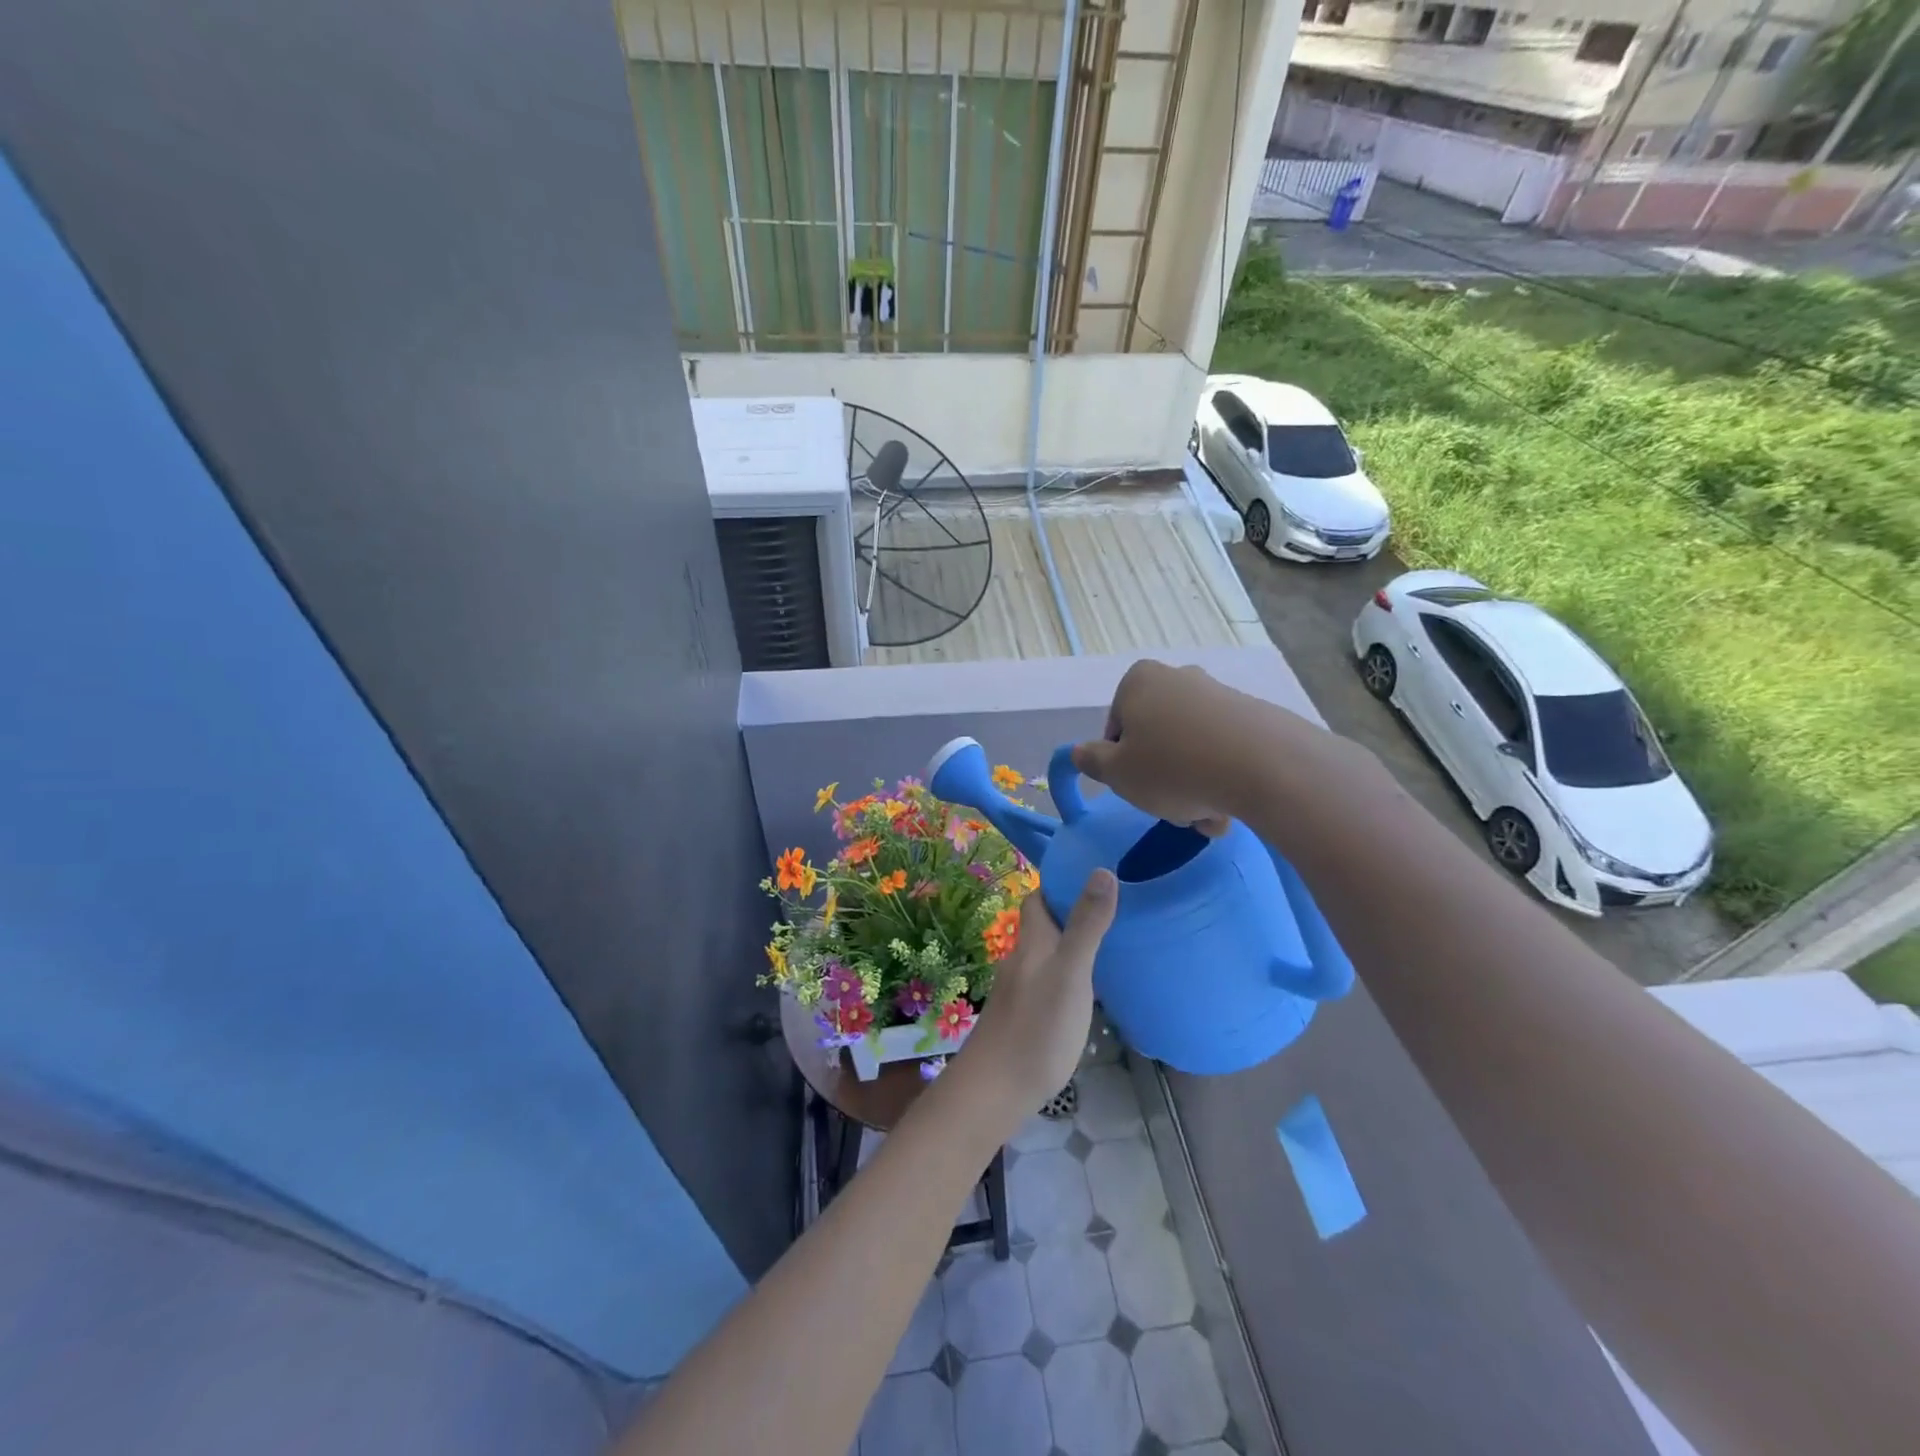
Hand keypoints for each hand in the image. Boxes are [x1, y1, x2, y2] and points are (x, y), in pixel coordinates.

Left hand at [957, 872, 1116, 1116]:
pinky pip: (1047, 983)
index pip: (1038, 898)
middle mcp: (1021, 960)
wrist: (995, 1090)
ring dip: (1069, 947)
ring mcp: (1019, 991)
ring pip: (1045, 956)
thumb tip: (1101, 870)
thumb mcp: (1071, 972)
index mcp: (1032, 942)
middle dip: (1069, 914)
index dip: (1059, 884)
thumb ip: (1086, 925)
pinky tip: (1086, 993)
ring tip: (1108, 948)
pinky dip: (1066, 977)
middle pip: (1042, 926)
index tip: (1092, 876)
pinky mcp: (1022, 1018)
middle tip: (1110, 912)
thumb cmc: (1038, 1027)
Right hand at [1070, 661, 1247, 834]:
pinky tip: (1231, 807)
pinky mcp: (1254, 716)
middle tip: (1174, 810)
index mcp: (1139, 681)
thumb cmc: (1173, 767)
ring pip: (1192, 750)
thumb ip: (1092, 761)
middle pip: (1157, 738)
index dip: (1121, 765)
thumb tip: (1080, 751)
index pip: (1116, 729)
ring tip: (1208, 818)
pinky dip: (1222, 778)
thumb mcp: (1117, 773)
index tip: (1138, 788)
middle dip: (1162, 778)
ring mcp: (1219, 694)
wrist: (1264, 766)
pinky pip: (1224, 752)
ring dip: (1193, 787)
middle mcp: (1179, 677)